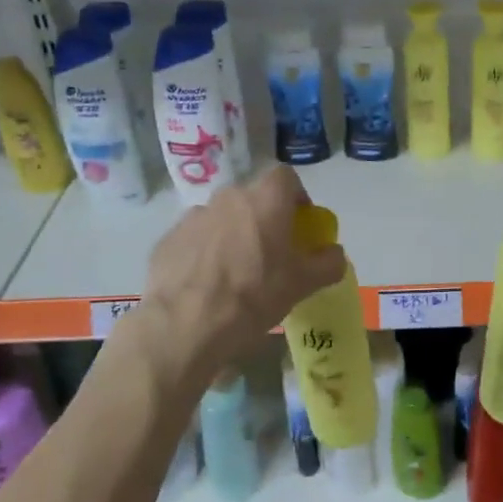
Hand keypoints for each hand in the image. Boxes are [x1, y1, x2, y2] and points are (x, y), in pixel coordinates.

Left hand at [137, 165, 346, 380]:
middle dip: (263, 219)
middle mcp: (227, 197)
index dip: (295, 196)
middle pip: (252, 199)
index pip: (285, 177)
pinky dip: (204, 253)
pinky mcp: (168, 239)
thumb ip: (327, 263)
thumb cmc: (254, 296)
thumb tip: (334, 253)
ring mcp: (193, 216)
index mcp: (264, 200)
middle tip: (270, 253)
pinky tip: (206, 285)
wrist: (185, 324)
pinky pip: (195, 239)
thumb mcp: (303, 284)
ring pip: (222, 218)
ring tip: (235, 274)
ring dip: (232, 236)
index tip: (299, 223)